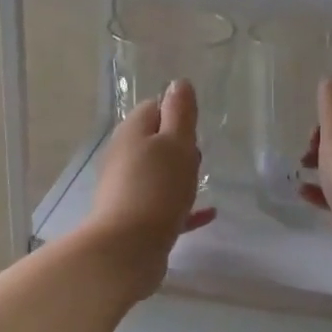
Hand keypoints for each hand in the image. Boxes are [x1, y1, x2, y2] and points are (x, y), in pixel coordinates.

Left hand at [84, 79, 214, 299]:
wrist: (127, 249)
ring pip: (156, 174)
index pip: (153, 108)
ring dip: (178, 176)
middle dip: (178, 145)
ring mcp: (126, 189)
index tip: (195, 128)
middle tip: (198, 156)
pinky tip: (207, 214)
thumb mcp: (177, 144)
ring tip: (200, 182)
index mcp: (132, 132)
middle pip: (153, 141)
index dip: (176, 114)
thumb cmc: (157, 188)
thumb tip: (178, 83)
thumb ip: (180, 113)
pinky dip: (182, 206)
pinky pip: (162, 206)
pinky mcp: (133, 219)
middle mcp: (123, 157)